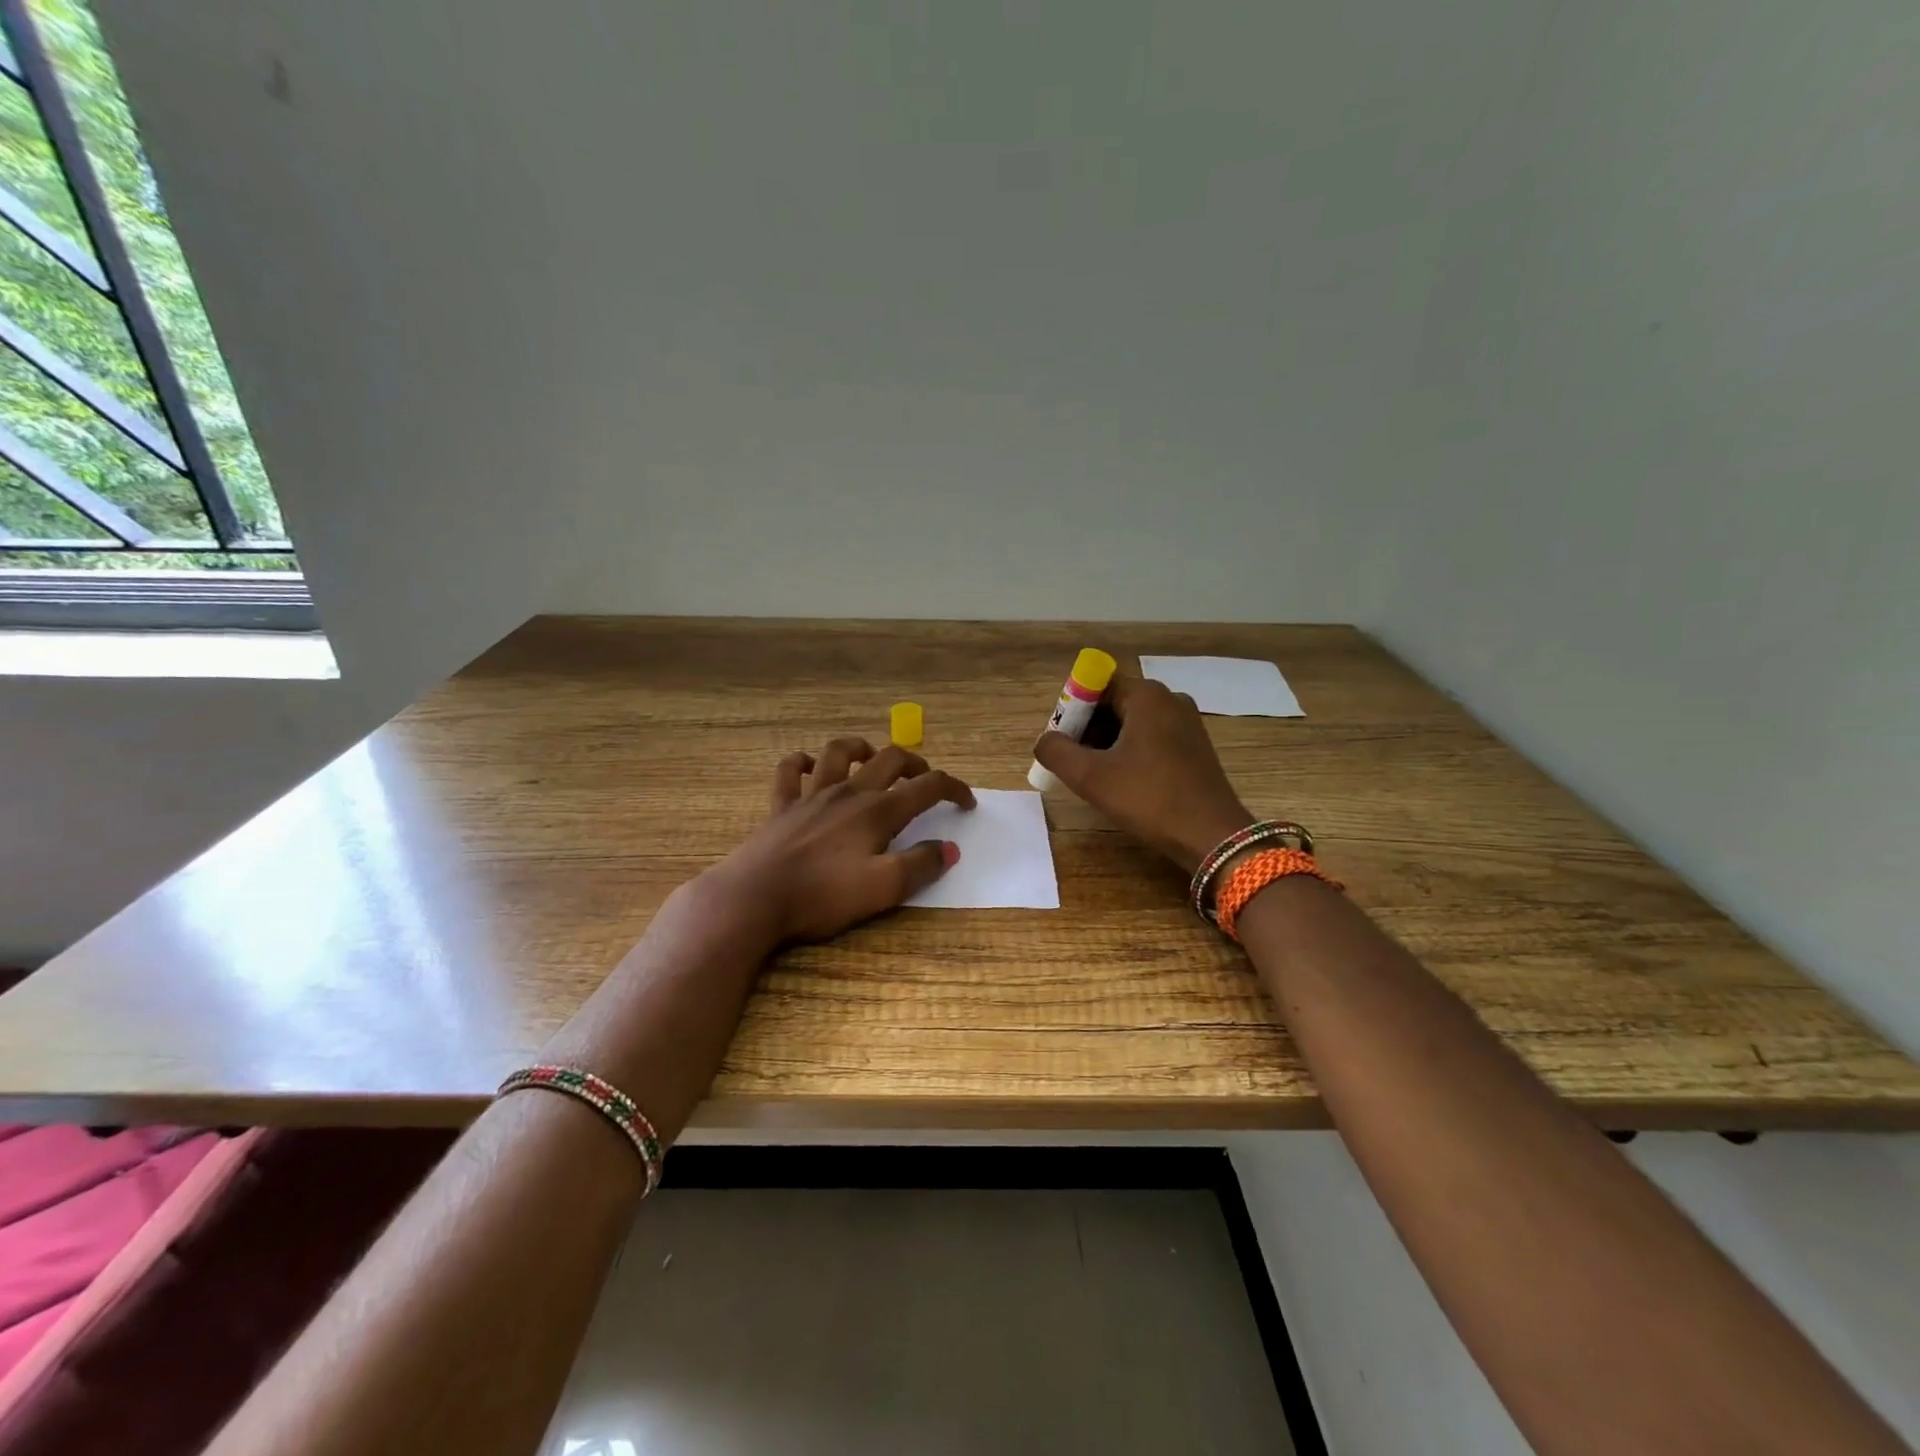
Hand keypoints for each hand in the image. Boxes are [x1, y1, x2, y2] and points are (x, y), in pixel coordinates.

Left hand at [710, 737, 975, 942]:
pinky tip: (810, 767)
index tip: (967, 802)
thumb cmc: (822, 895)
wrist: (755, 898)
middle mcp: (848, 793)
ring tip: (872, 758)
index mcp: (877, 811)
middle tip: (925, 779)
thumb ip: (920, 866)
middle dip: (914, 764)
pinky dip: (802, 762)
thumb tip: (949, 848)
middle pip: (889, 760)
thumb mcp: (883, 889)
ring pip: (838, 753)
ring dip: (861, 749)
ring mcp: (811, 795)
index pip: (926, 788)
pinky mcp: (781, 806)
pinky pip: (790, 770)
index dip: (953, 789)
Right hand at [1033, 673, 1252, 872]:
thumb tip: (1044, 741)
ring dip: (1107, 745)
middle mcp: (1170, 699)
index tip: (1062, 743)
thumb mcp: (1091, 777)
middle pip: (1113, 703)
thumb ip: (1056, 752)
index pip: (1095, 685)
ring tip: (1096, 778)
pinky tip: (1123, 783)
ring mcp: (1187, 723)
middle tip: (1074, 764)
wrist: (1212, 836)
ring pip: (1132, 723)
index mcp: (1146, 695)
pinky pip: (1151, 739)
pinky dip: (1130, 754)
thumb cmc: (1149, 799)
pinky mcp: (1194, 747)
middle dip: (1087, 730)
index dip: (1071, 711)